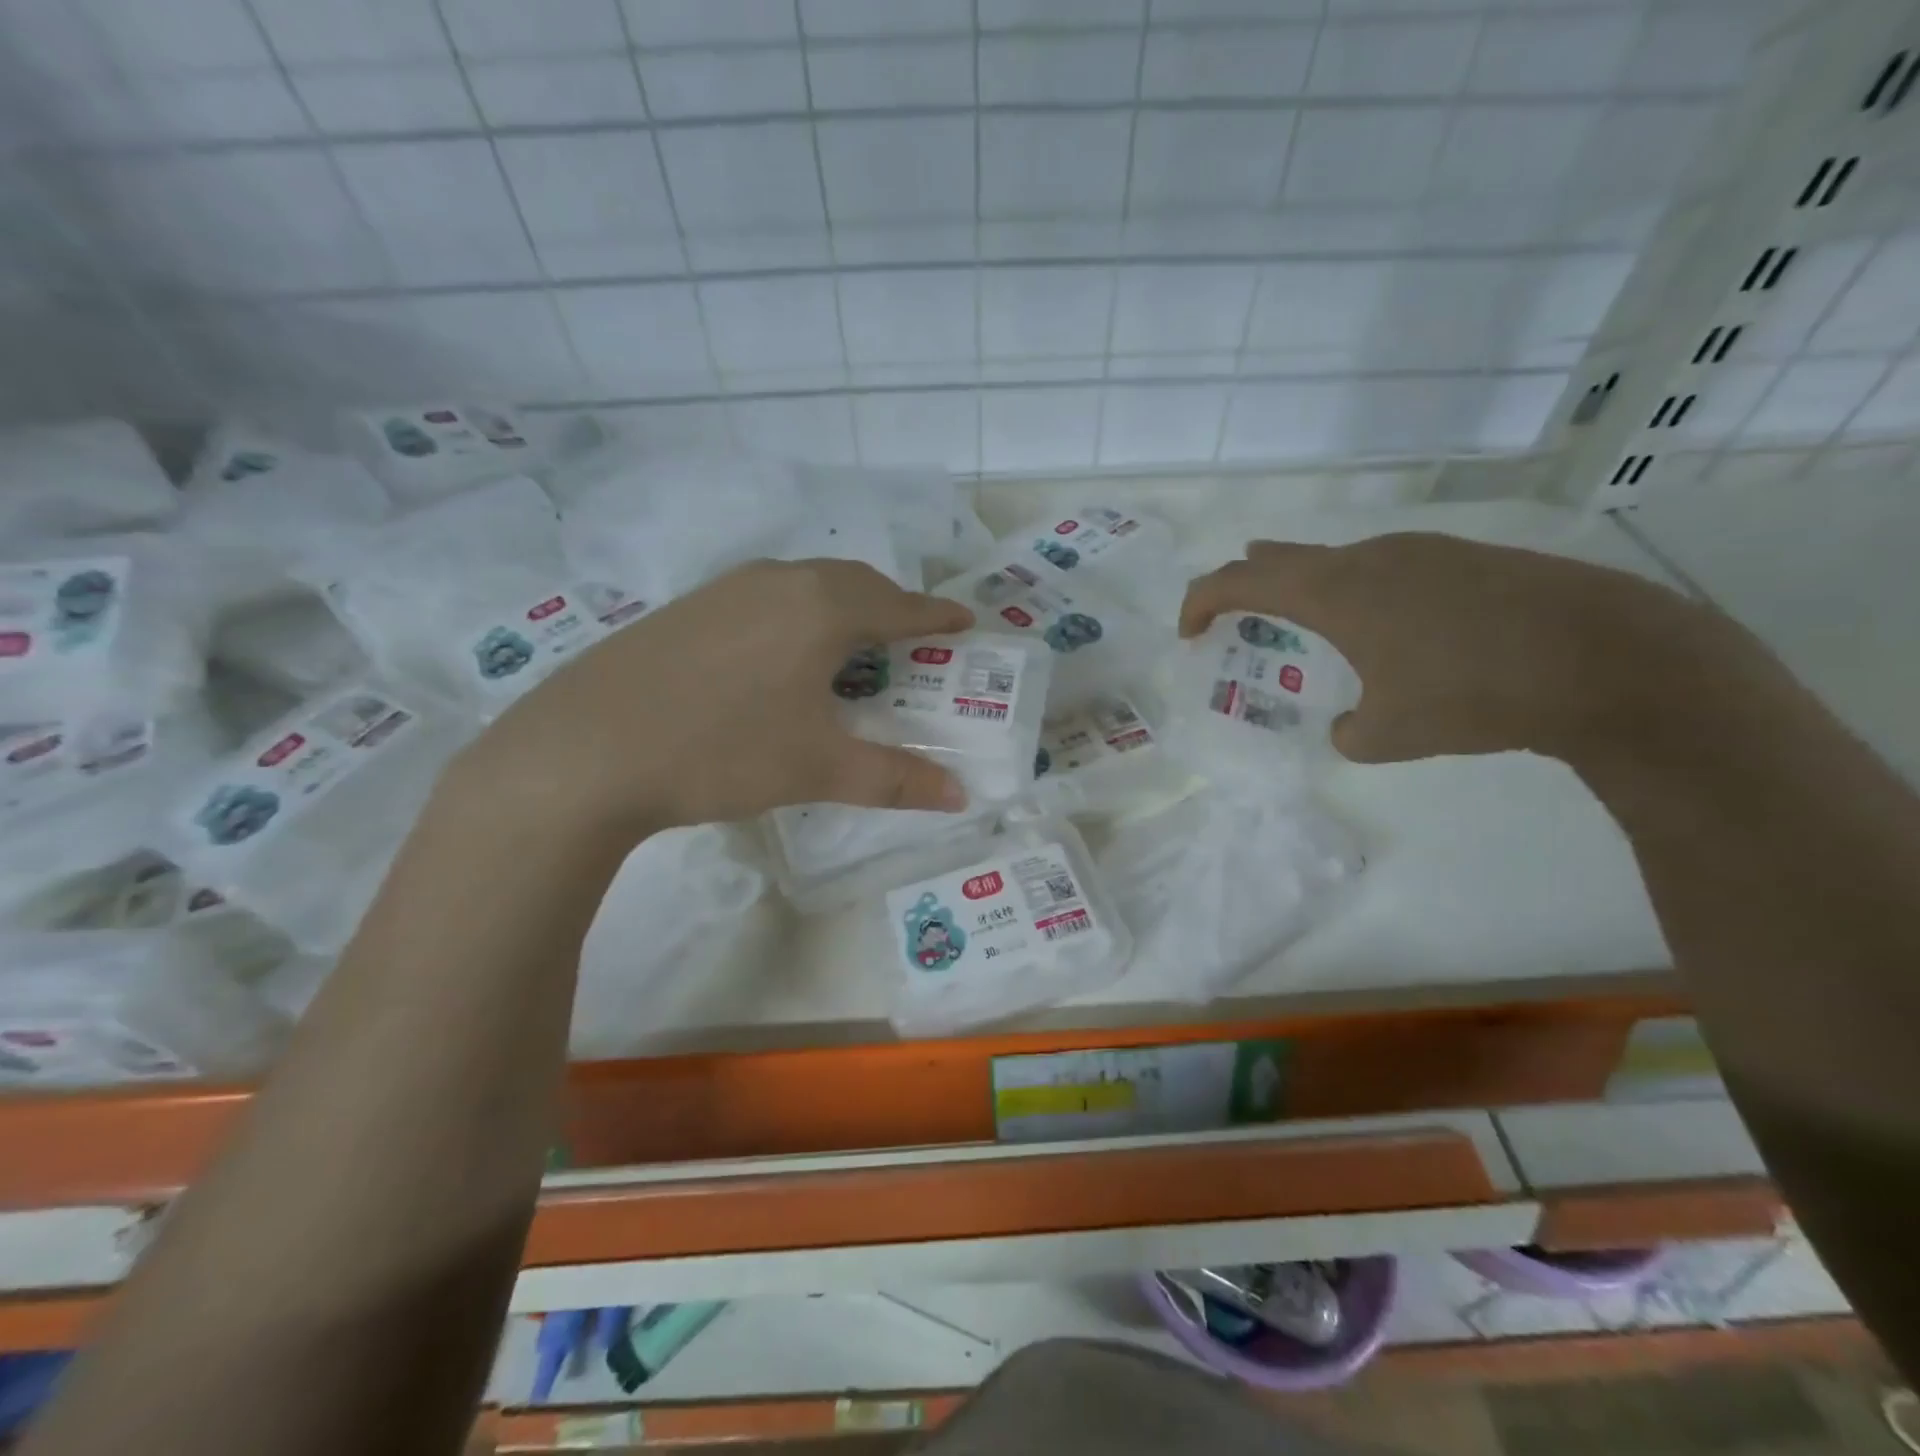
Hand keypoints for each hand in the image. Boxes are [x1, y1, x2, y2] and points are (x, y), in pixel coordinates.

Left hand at [451, 559, 975, 837]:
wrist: (586, 751)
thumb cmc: (723, 751)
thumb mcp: (818, 769)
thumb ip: (896, 779)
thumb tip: (960, 796)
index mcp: (822, 609)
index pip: (898, 605)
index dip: (936, 615)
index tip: (964, 620)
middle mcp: (778, 582)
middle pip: (853, 582)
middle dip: (891, 605)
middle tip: (912, 639)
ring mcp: (725, 588)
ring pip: (804, 584)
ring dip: (840, 605)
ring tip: (851, 646)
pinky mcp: (686, 607)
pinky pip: (764, 596)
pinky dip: (795, 614)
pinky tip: (779, 654)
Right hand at [1181, 533, 1734, 763]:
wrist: (1611, 660)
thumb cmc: (1475, 695)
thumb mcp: (1390, 735)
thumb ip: (1349, 731)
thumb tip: (1351, 723)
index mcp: (1333, 593)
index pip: (1238, 581)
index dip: (1200, 603)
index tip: (1189, 634)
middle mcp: (1369, 558)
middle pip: (1281, 557)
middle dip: (1246, 585)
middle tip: (1234, 618)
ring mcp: (1422, 550)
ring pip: (1337, 560)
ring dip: (1308, 589)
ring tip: (1310, 626)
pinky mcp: (1466, 556)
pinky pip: (1386, 566)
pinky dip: (1360, 591)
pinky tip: (1392, 628)